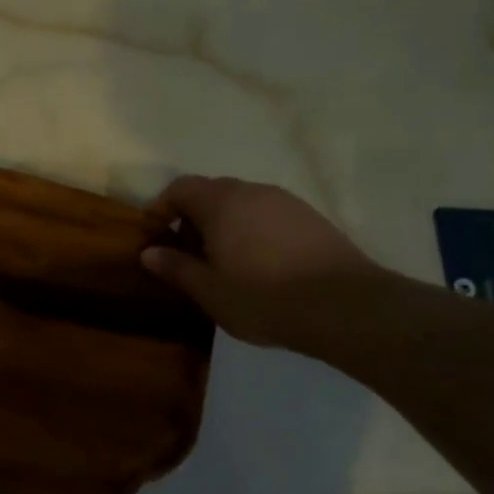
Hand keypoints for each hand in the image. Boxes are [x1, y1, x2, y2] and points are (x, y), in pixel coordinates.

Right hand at [140, 175, 386, 347]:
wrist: (345, 306)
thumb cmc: (264, 298)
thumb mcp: (210, 291)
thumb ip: (176, 268)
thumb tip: (148, 252)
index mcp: (221, 203)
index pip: (180, 188)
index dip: (162, 208)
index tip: (156, 237)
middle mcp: (252, 191)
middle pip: (212, 192)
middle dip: (193, 218)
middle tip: (188, 255)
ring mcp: (286, 202)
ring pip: (242, 203)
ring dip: (225, 224)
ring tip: (224, 263)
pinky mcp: (311, 217)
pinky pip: (268, 214)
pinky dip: (253, 230)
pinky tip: (260, 265)